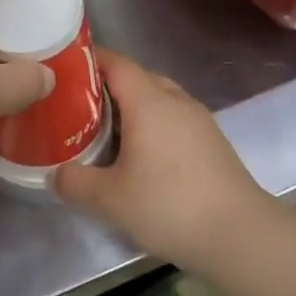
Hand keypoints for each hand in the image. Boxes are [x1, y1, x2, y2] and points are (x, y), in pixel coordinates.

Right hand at [52, 51, 274, 270]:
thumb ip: (75, 182)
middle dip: (108, 86)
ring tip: (107, 132)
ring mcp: (199, 121)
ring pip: (159, 99)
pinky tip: (142, 156)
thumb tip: (55, 173)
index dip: (90, 60)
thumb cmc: (169, 205)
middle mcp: (176, 101)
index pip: (116, 62)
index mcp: (148, 101)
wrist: (240, 235)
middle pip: (138, 78)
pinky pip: (175, 120)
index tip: (66, 70)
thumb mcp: (110, 199)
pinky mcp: (213, 143)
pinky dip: (154, 126)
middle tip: (79, 107)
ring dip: (133, 108)